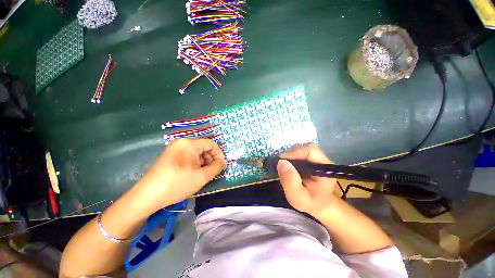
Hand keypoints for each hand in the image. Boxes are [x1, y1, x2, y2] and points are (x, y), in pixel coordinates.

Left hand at [134, 139, 226, 212]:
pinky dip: (194, 163)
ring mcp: (174, 148)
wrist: (147, 196)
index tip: (221, 165)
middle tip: (211, 172)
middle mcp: (181, 142)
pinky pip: (187, 155)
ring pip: (196, 152)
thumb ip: (217, 167)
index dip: (219, 154)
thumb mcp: (202, 176)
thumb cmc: (178, 184)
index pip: (211, 144)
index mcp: (189, 144)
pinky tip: (192, 173)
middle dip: (210, 159)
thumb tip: (223, 161)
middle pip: (203, 147)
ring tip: (201, 174)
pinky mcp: (169, 155)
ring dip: (202, 162)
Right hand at [277, 143, 337, 216]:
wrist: (319, 204)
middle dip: (291, 155)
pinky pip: (298, 152)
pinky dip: (291, 157)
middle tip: (282, 167)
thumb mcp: (298, 197)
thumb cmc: (311, 203)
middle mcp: (322, 160)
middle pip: (305, 147)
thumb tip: (281, 162)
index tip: (282, 162)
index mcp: (325, 168)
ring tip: (286, 168)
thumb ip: (290, 182)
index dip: (294, 153)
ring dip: (290, 156)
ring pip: (301, 148)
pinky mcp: (310, 159)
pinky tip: (289, 167)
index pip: (310, 150)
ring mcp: (317, 158)